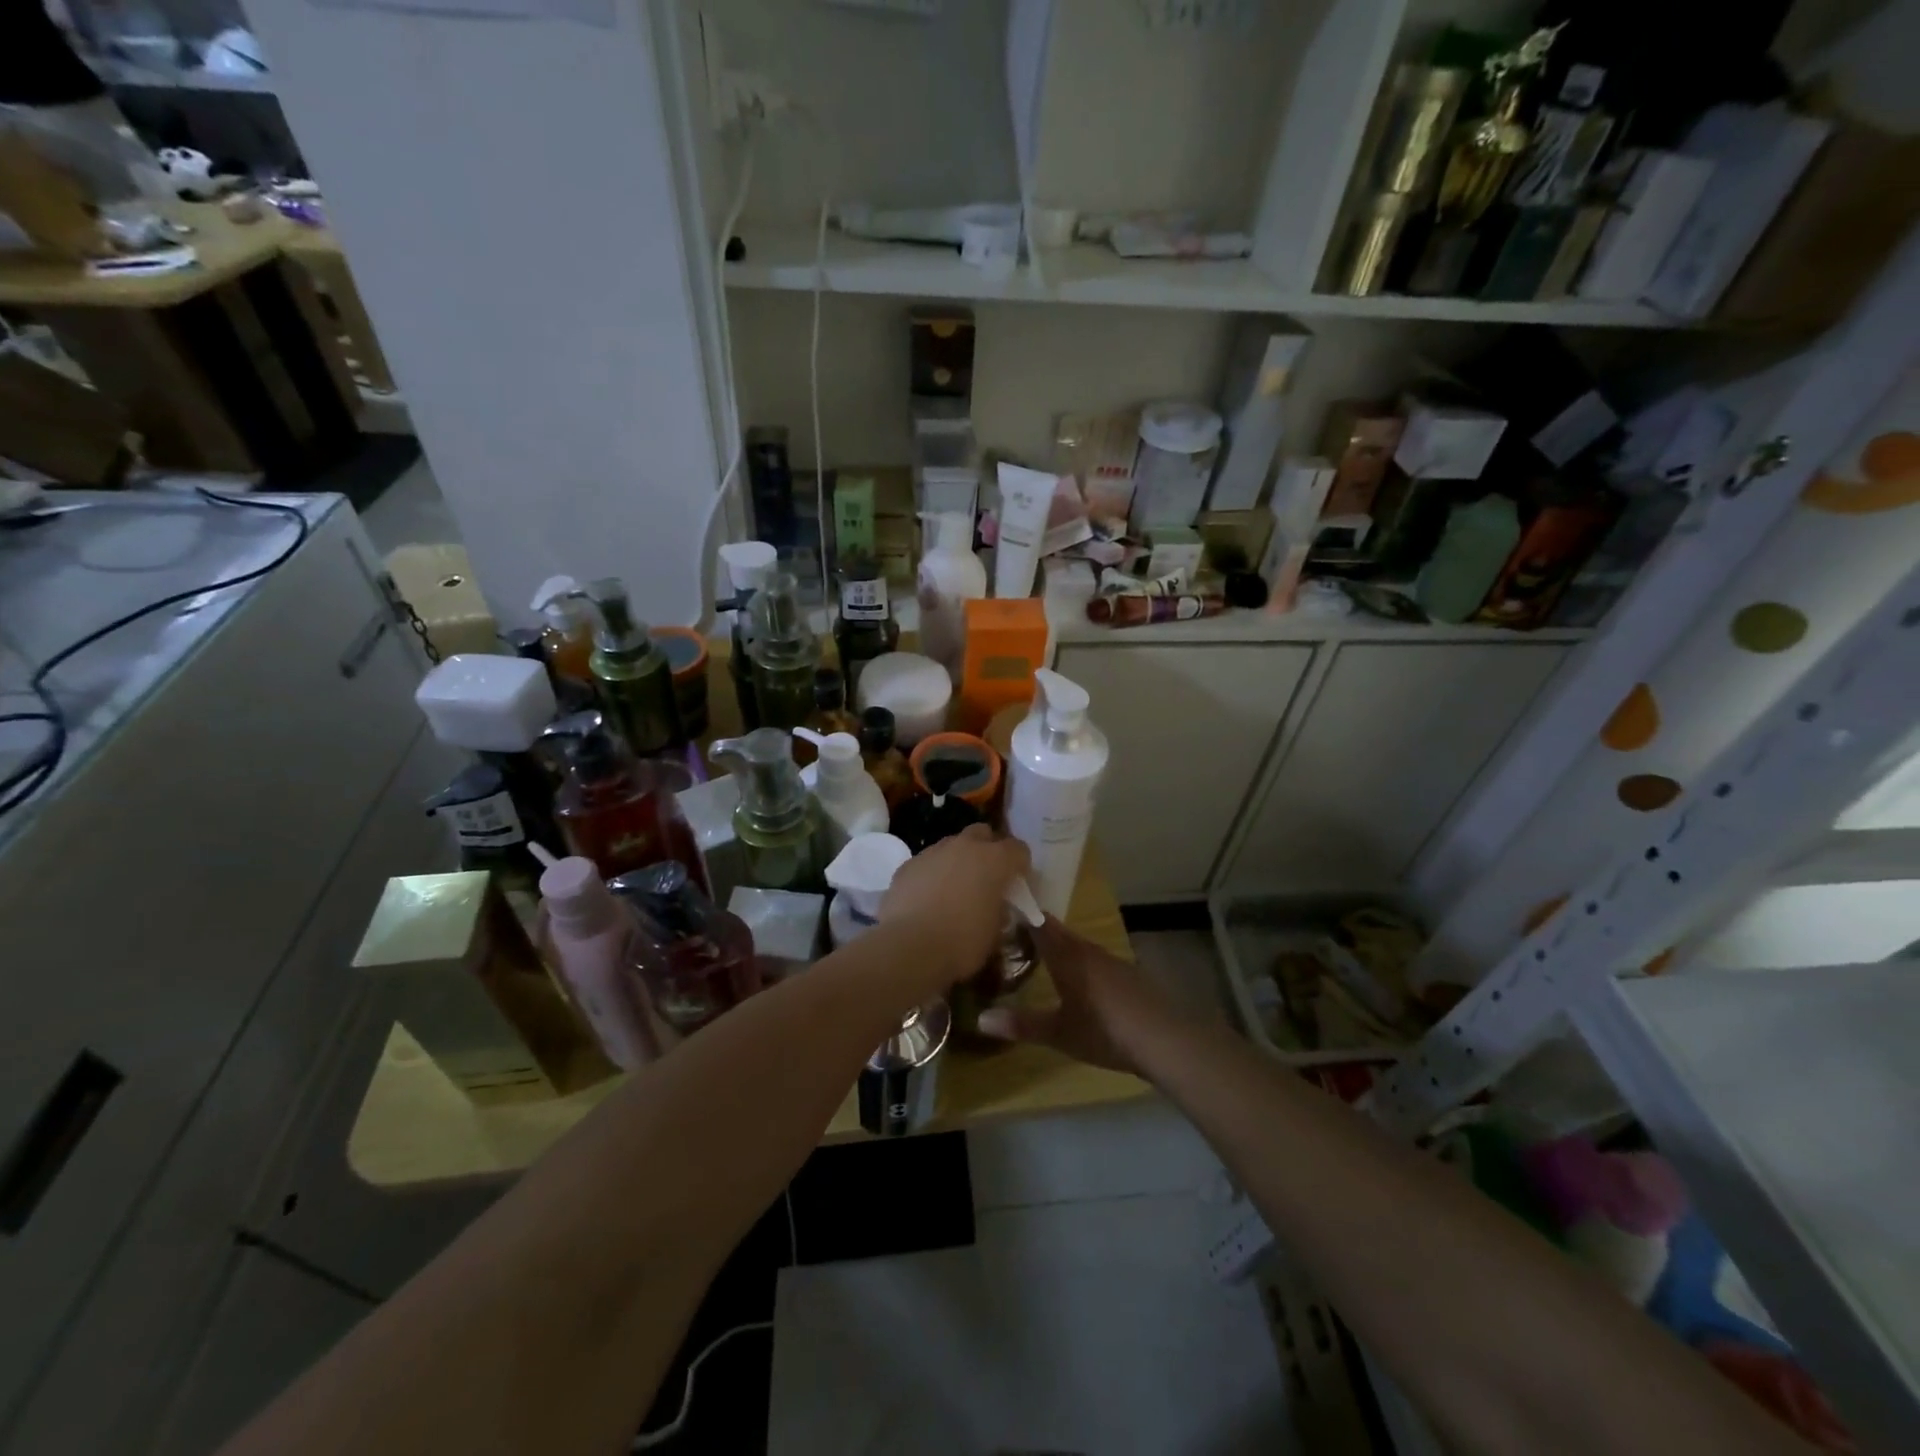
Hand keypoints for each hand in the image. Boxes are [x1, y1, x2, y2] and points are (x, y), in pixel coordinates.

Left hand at [878, 825, 1029, 991]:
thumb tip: (995, 906)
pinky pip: (927, 863)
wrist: (910, 947)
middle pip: (982, 834)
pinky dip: (932, 874)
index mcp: (994, 860)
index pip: (1018, 850)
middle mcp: (964, 846)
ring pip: (952, 845)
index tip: (1017, 884)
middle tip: (986, 878)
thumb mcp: (995, 932)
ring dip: (958, 860)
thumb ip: (999, 910)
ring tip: (954, 889)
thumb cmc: (962, 941)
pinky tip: (928, 898)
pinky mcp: (907, 865)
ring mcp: (933, 852)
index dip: (1021, 866)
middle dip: (988, 850)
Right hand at [976, 917, 1177, 1075]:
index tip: (1000, 904)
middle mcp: (1088, 950)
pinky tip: (1076, 977)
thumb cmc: (1105, 1031)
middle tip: (1011, 931)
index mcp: (1067, 957)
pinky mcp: (1128, 974)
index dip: (1021, 912)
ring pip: (1078, 944)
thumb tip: (980, 1019)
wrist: (1165, 1038)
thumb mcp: (1060, 1033)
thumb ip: (1022, 1024)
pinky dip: (1079, 960)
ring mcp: (1111, 960)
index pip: (1039, 924)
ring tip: (1038, 952)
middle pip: (1058, 931)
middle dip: (1035, 928)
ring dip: (1058, 944)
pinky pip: (1094, 958)